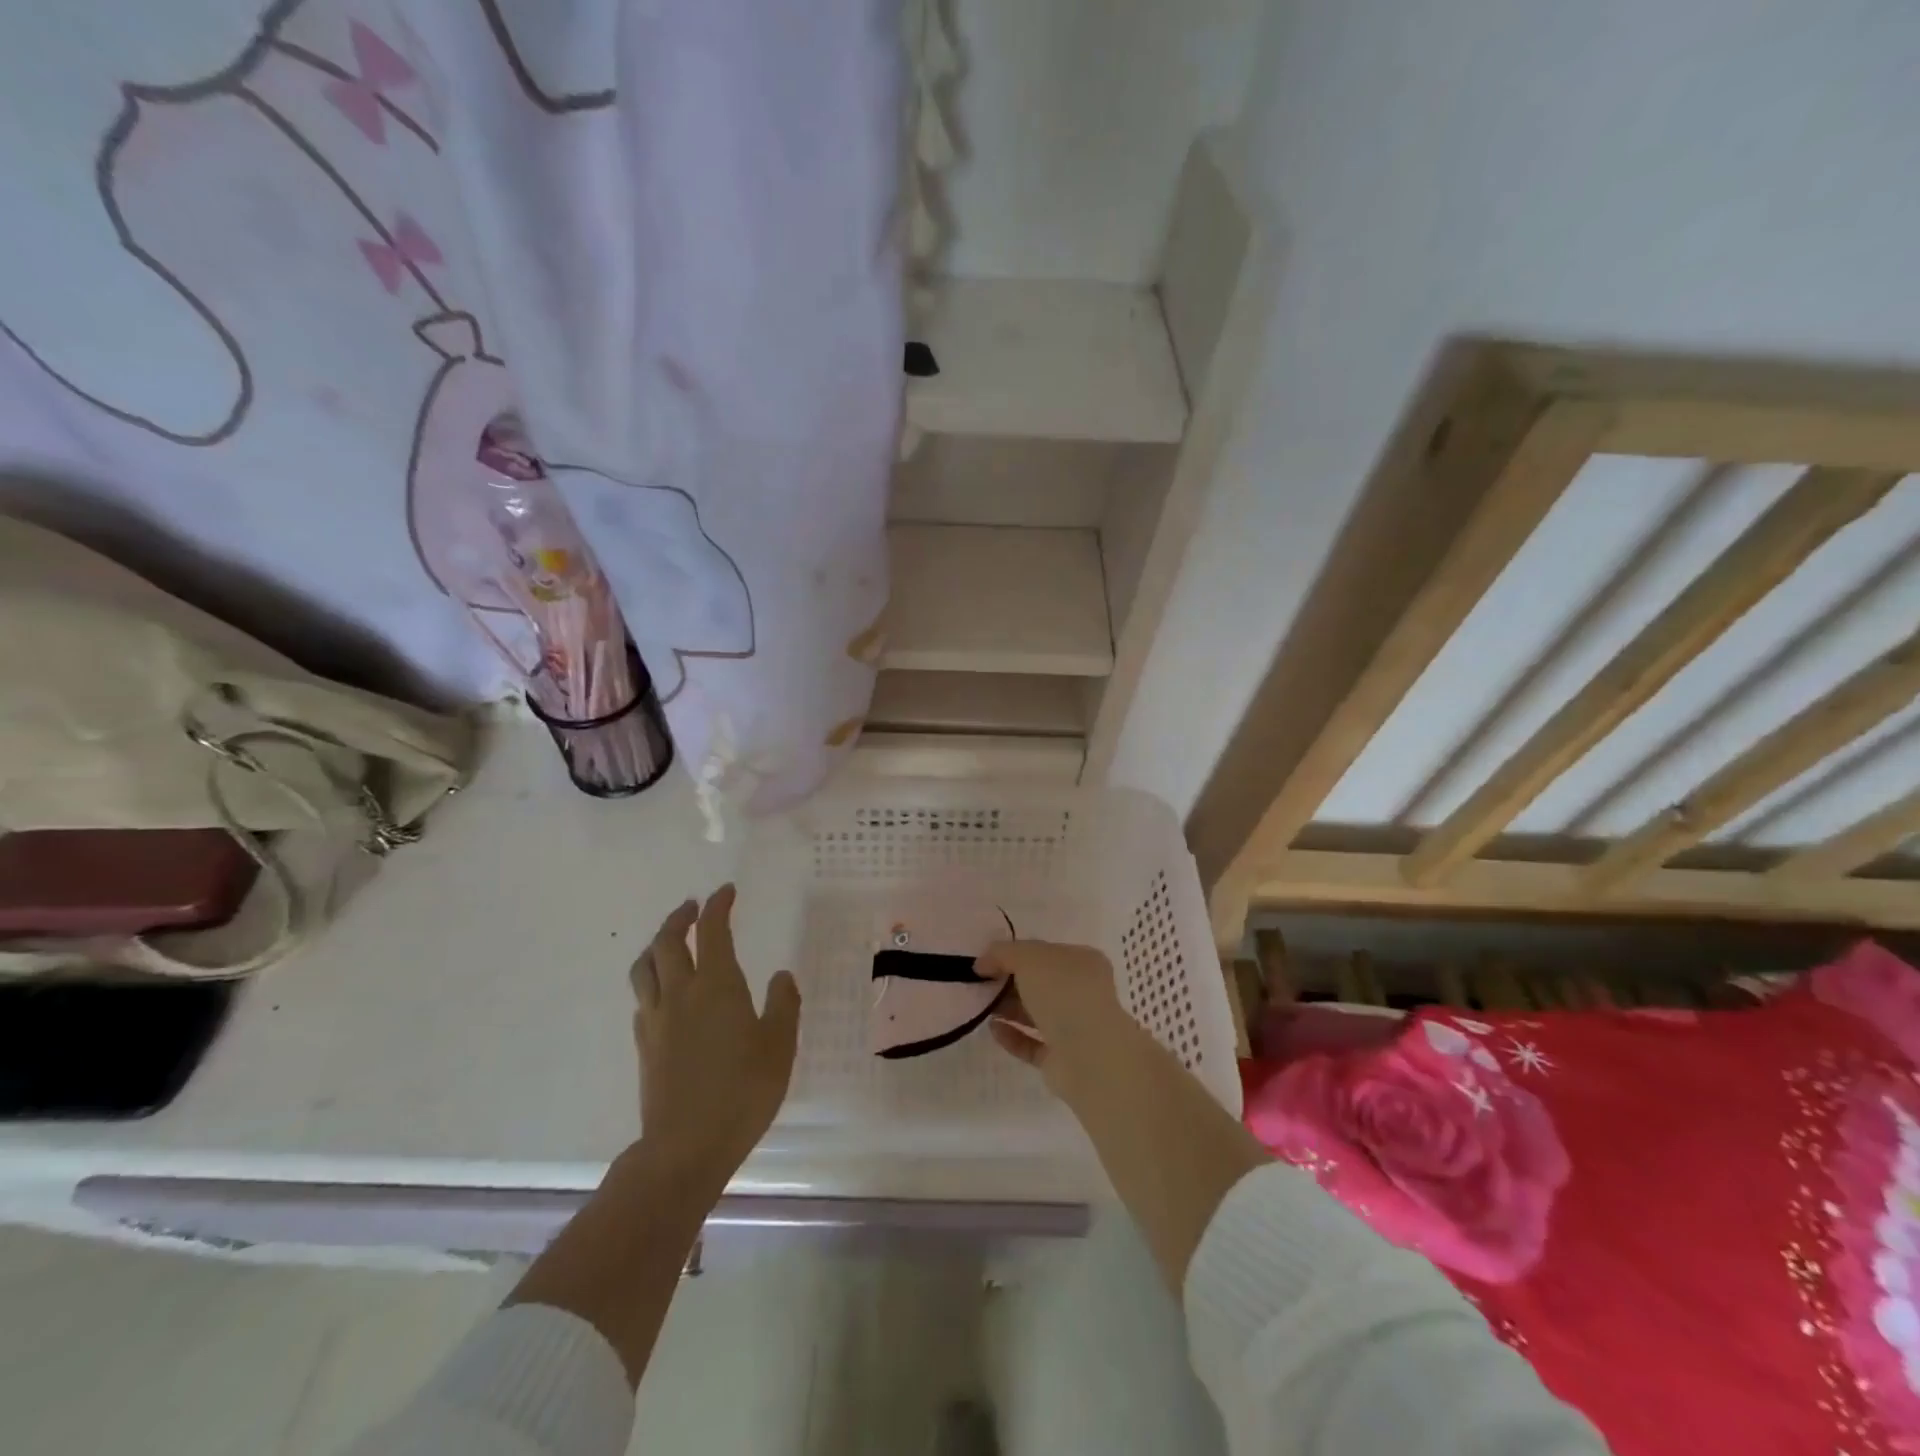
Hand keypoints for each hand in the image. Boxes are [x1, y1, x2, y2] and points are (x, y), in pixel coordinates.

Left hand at [629, 884, 800, 1193]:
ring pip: (644, 967)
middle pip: (667, 942)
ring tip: (670, 942)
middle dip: (680, 918)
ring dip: (656, 946)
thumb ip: (782, 1004)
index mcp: (717, 986)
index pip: (712, 931)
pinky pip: (642, 999)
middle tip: (694, 908)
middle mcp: (681, 993)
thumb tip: (780, 976)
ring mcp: (657, 1020)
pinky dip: (652, 981)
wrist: (686, 1146)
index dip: (718, 905)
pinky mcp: (644, 1046)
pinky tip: (665, 993)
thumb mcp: (779, 1046)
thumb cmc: (743, 1091)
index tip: (726, 892)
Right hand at [979, 939, 1136, 1094]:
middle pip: (1040, 983)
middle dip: (1009, 982)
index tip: (986, 961)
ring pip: (1036, 1014)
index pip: (1046, 952)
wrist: (1088, 1055)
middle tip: (980, 984)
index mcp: (1083, 962)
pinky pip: (1032, 1043)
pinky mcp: (1062, 1059)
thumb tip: (982, 963)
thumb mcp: (1029, 957)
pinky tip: (993, 1029)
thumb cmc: (1063, 993)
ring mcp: (1074, 1027)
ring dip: (1009, 1008)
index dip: (1016, 954)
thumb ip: (1003, 953)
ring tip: (981, 1006)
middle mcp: (1082, 992)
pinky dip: (1012, 1036)